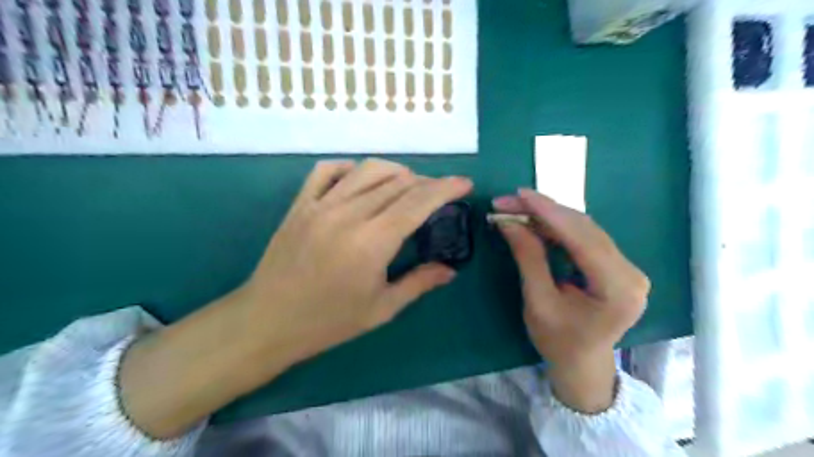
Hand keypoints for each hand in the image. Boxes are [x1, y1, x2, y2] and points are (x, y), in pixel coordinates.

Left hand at [122, 160, 471, 436]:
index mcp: (372, 243)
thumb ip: (419, 283)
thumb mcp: (381, 309)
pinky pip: (327, 171)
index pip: (418, 201)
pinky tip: (361, 180)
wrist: (268, 321)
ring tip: (408, 184)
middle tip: (438, 194)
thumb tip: (450, 270)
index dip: (446, 188)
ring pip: (366, 170)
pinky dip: (350, 168)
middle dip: (426, 182)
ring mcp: (320, 205)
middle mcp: (348, 215)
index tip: (465, 184)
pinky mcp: (300, 204)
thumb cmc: (328, 322)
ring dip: (395, 171)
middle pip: (397, 182)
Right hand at [490, 189, 648, 413]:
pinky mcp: (616, 264)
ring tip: (516, 208)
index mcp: (618, 289)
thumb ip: (528, 258)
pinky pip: (584, 236)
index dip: (548, 212)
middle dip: (543, 211)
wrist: (582, 364)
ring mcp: (626, 267)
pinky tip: (536, 221)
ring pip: (583, 228)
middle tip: (508, 201)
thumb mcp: (538, 302)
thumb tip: (509, 222)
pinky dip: (557, 227)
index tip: (520, 193)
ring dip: (548, 215)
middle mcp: (630, 272)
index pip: (581, 238)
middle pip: (583, 228)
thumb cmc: (558, 341)